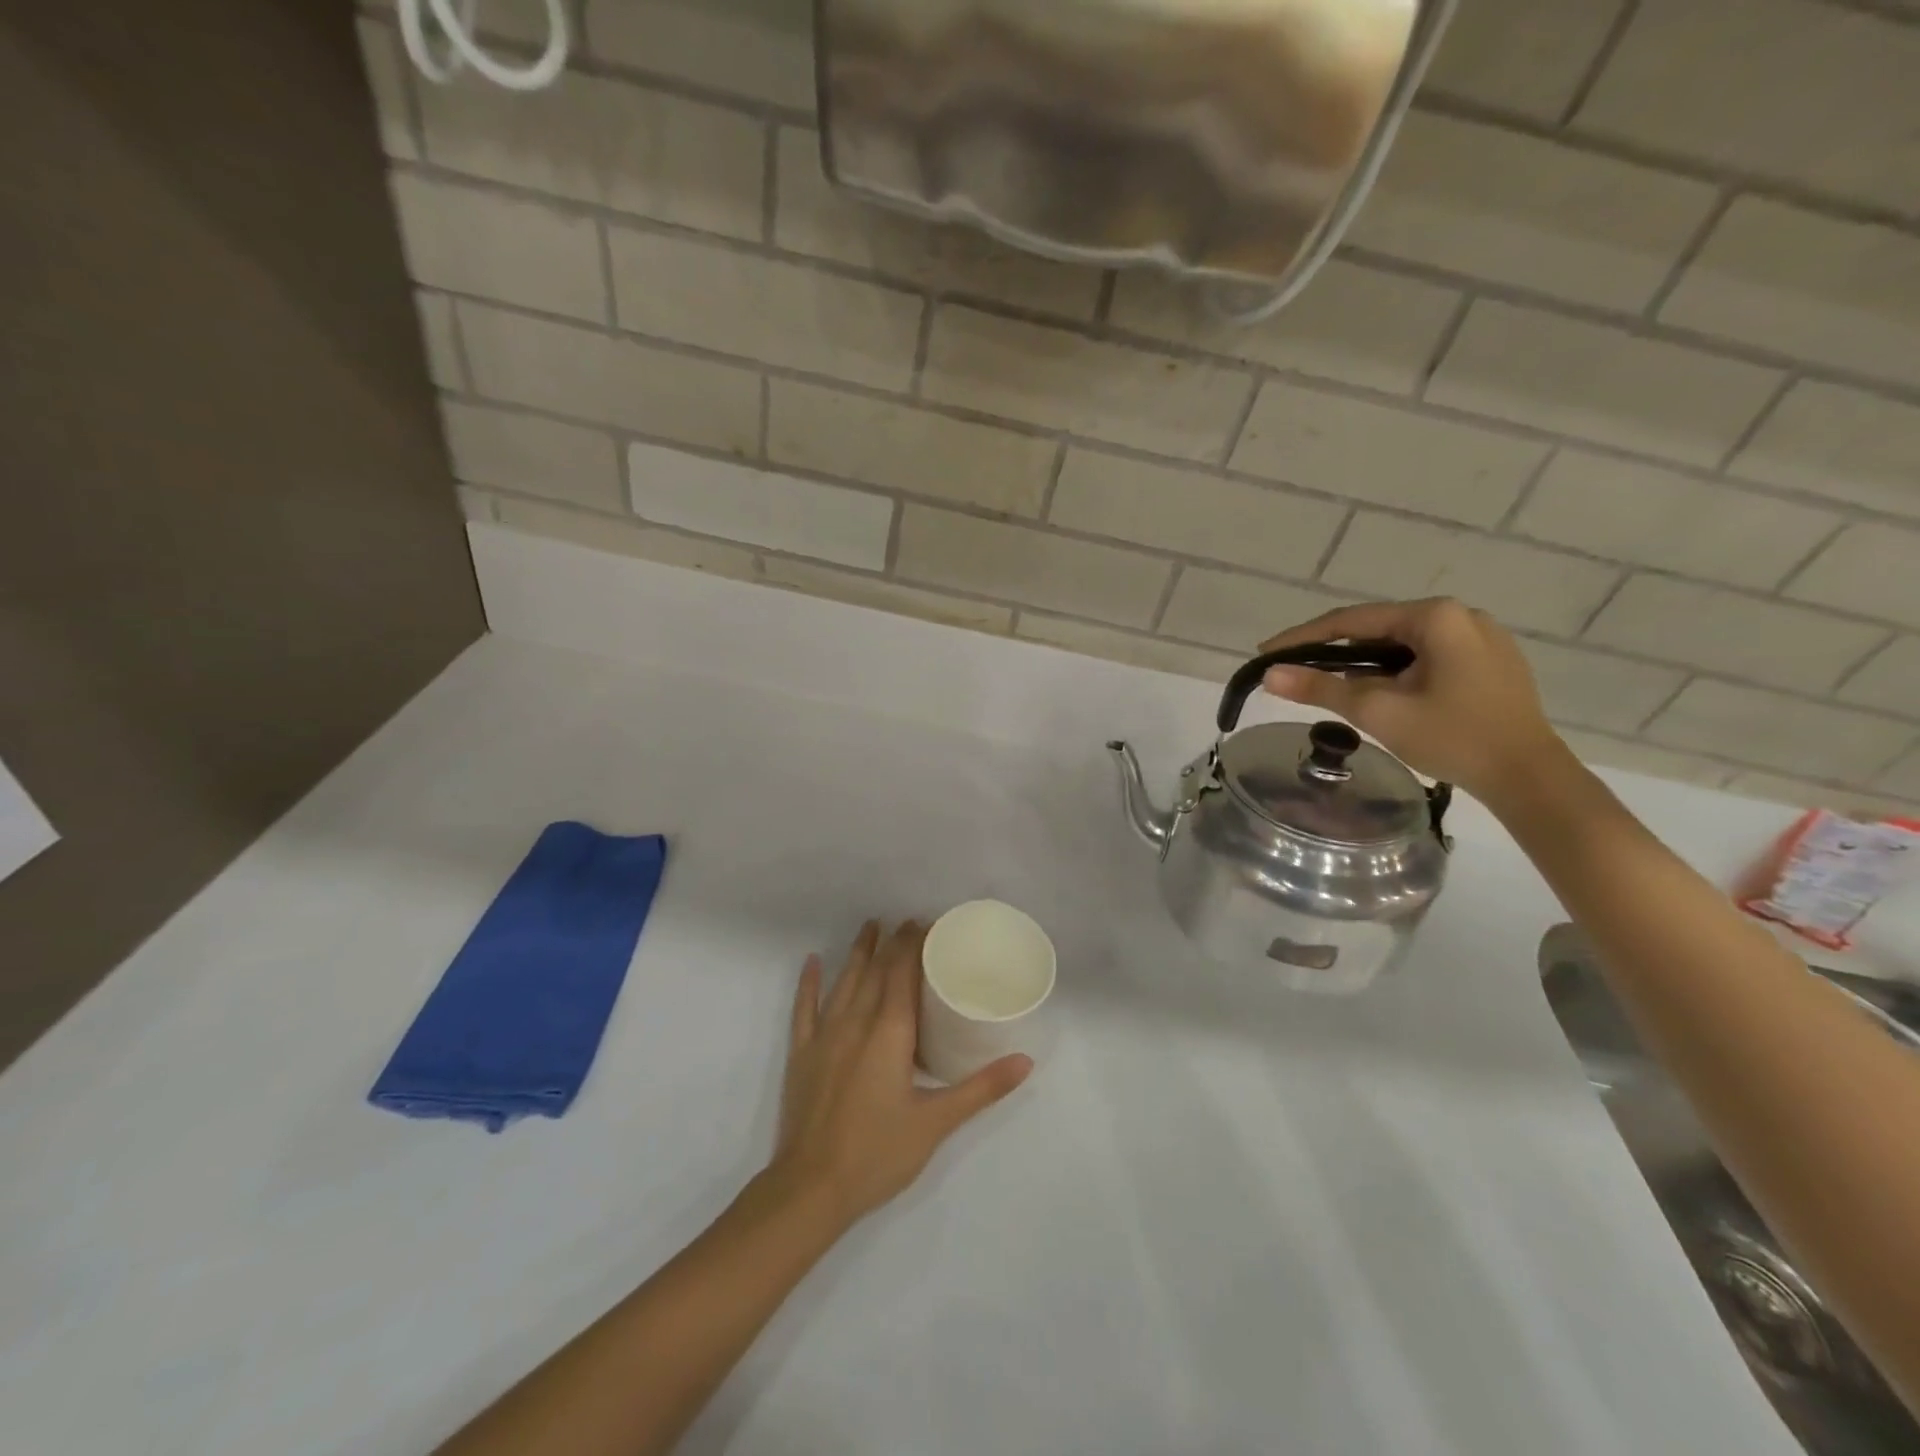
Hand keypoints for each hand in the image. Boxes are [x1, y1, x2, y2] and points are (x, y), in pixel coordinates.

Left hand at [767, 920, 1031, 1231]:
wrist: (810, 1188)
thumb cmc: (878, 1153)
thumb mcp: (937, 1122)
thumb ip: (981, 1088)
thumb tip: (1025, 1061)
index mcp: (889, 1032)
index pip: (903, 972)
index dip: (914, 944)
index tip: (927, 923)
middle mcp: (856, 1022)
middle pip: (876, 970)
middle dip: (893, 942)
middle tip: (908, 921)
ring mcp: (824, 1036)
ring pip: (844, 981)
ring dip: (859, 952)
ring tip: (870, 925)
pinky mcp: (802, 1054)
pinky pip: (804, 1008)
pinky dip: (808, 983)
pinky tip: (812, 961)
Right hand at [1258, 597, 1564, 803]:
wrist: (1529, 778)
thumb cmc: (1453, 738)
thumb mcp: (1378, 712)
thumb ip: (1321, 688)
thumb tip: (1269, 675)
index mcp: (1436, 617)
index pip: (1350, 622)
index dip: (1301, 638)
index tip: (1265, 654)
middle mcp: (1461, 616)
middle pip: (1377, 630)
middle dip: (1333, 652)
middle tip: (1296, 673)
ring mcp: (1481, 638)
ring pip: (1402, 645)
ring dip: (1364, 664)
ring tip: (1332, 687)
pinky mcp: (1490, 662)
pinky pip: (1427, 657)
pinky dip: (1394, 671)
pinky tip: (1381, 694)